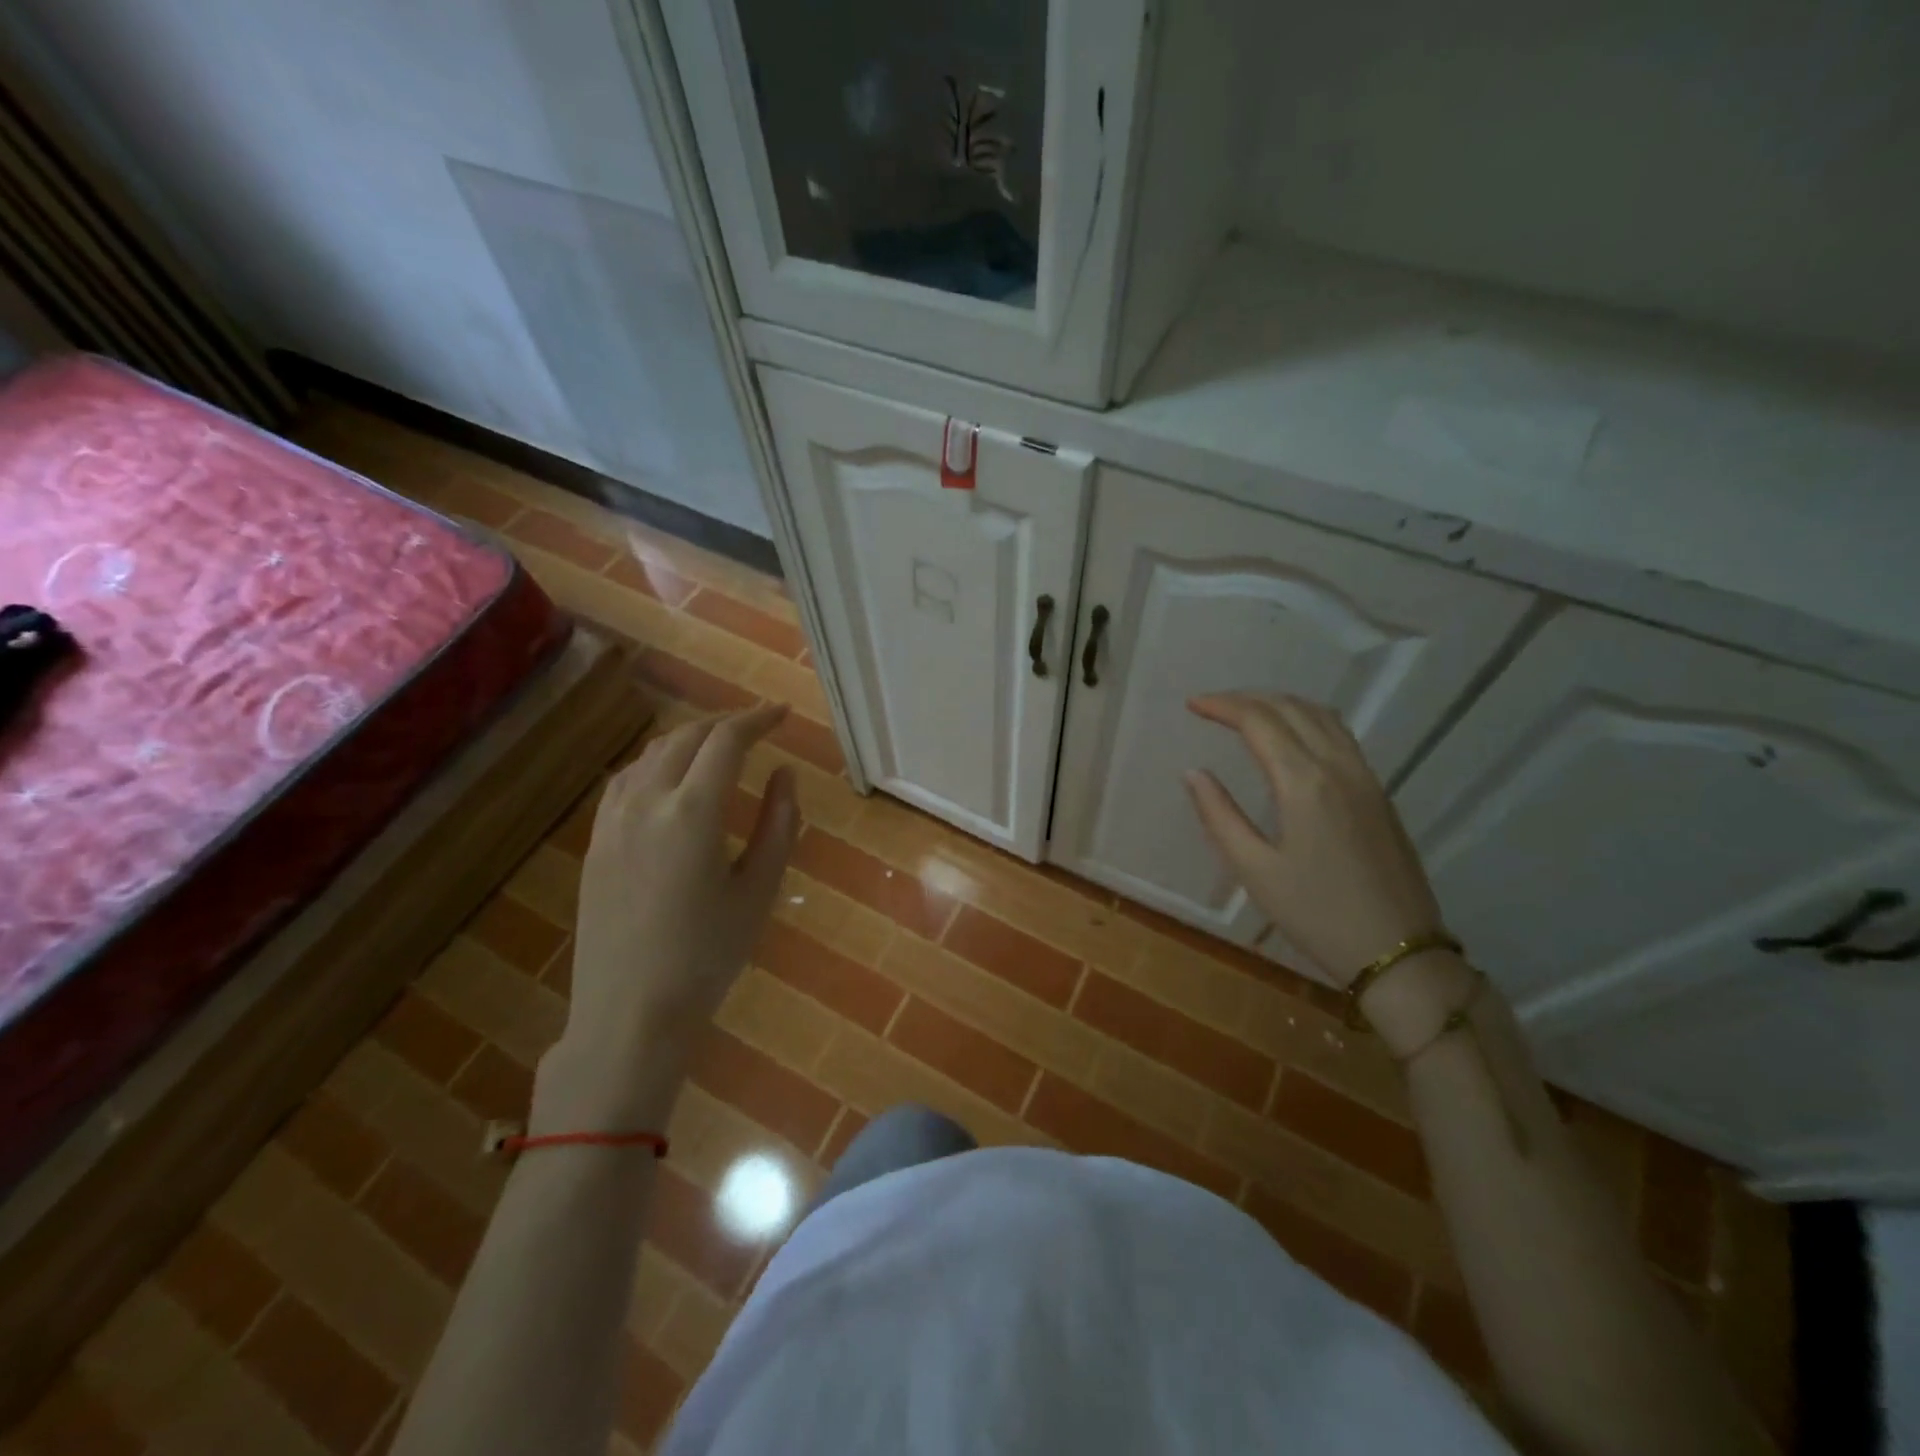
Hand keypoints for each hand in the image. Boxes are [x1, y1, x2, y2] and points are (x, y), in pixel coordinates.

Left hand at [534, 704, 799, 1129]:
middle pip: (687, 738)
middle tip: (758, 727)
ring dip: (690, 738)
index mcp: (693, 812)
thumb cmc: (707, 956)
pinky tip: (669, 777)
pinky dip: (656, 762)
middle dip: (726, 723)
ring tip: (719, 746)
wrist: (630, 1012)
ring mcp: (613, 820)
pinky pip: (626, 780)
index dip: (758, 719)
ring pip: (652, 754)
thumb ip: (779, 825)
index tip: (783, 715)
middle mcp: (647, 802)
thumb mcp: (759, 891)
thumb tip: (785, 775)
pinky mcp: (596, 842)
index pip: (727, 741)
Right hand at [1182, 693, 1443, 986]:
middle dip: (1247, 699)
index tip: (1192, 704)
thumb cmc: (1317, 915)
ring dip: (1280, 704)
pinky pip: (1341, 735)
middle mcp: (1338, 767)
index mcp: (1304, 782)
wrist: (1399, 951)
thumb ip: (1220, 816)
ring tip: (1247, 713)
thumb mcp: (1255, 870)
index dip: (1222, 706)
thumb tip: (1194, 773)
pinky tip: (1293, 737)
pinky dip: (1308, 719)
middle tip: (1212, 706)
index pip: (1259, 721)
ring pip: (1322, 716)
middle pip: (1291, 708)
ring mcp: (1365, 777)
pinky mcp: (1379, 793)